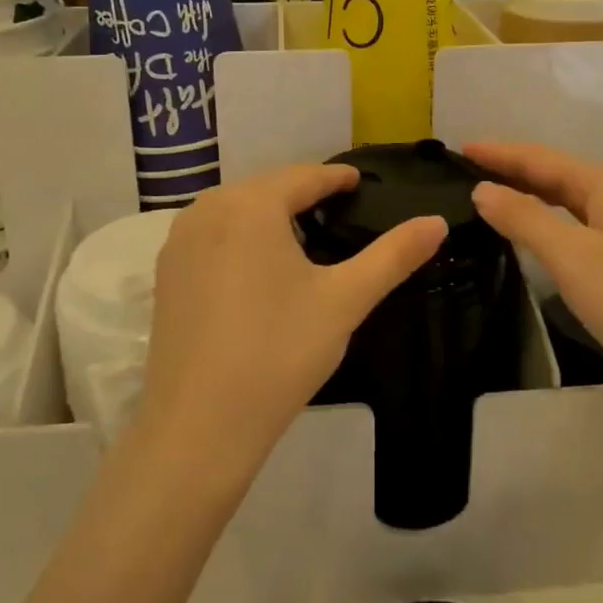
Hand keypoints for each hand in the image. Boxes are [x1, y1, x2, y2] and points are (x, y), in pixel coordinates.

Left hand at [140, 164, 446, 473]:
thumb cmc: (278, 353)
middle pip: (267, 188)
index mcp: (250, 205)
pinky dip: (241, 238)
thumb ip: (393, 255)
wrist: (199, 426)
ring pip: (236, 211)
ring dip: (271, 215)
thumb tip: (437, 221)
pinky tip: (259, 268)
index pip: (304, 176)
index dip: (336, 177)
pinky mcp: (165, 274)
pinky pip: (213, 235)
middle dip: (304, 194)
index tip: (360, 181)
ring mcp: (179, 241)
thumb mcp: (344, 300)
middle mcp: (207, 209)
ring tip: (305, 237)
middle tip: (340, 210)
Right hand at [466, 142, 602, 419]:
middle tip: (465, 171)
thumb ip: (525, 218)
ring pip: (567, 199)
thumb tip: (482, 188)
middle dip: (511, 169)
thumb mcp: (573, 259)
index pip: (540, 158)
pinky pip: (577, 224)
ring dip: (528, 194)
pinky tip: (532, 232)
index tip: (458, 149)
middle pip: (555, 173)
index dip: (499, 152)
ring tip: (488, 194)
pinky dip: (547, 220)